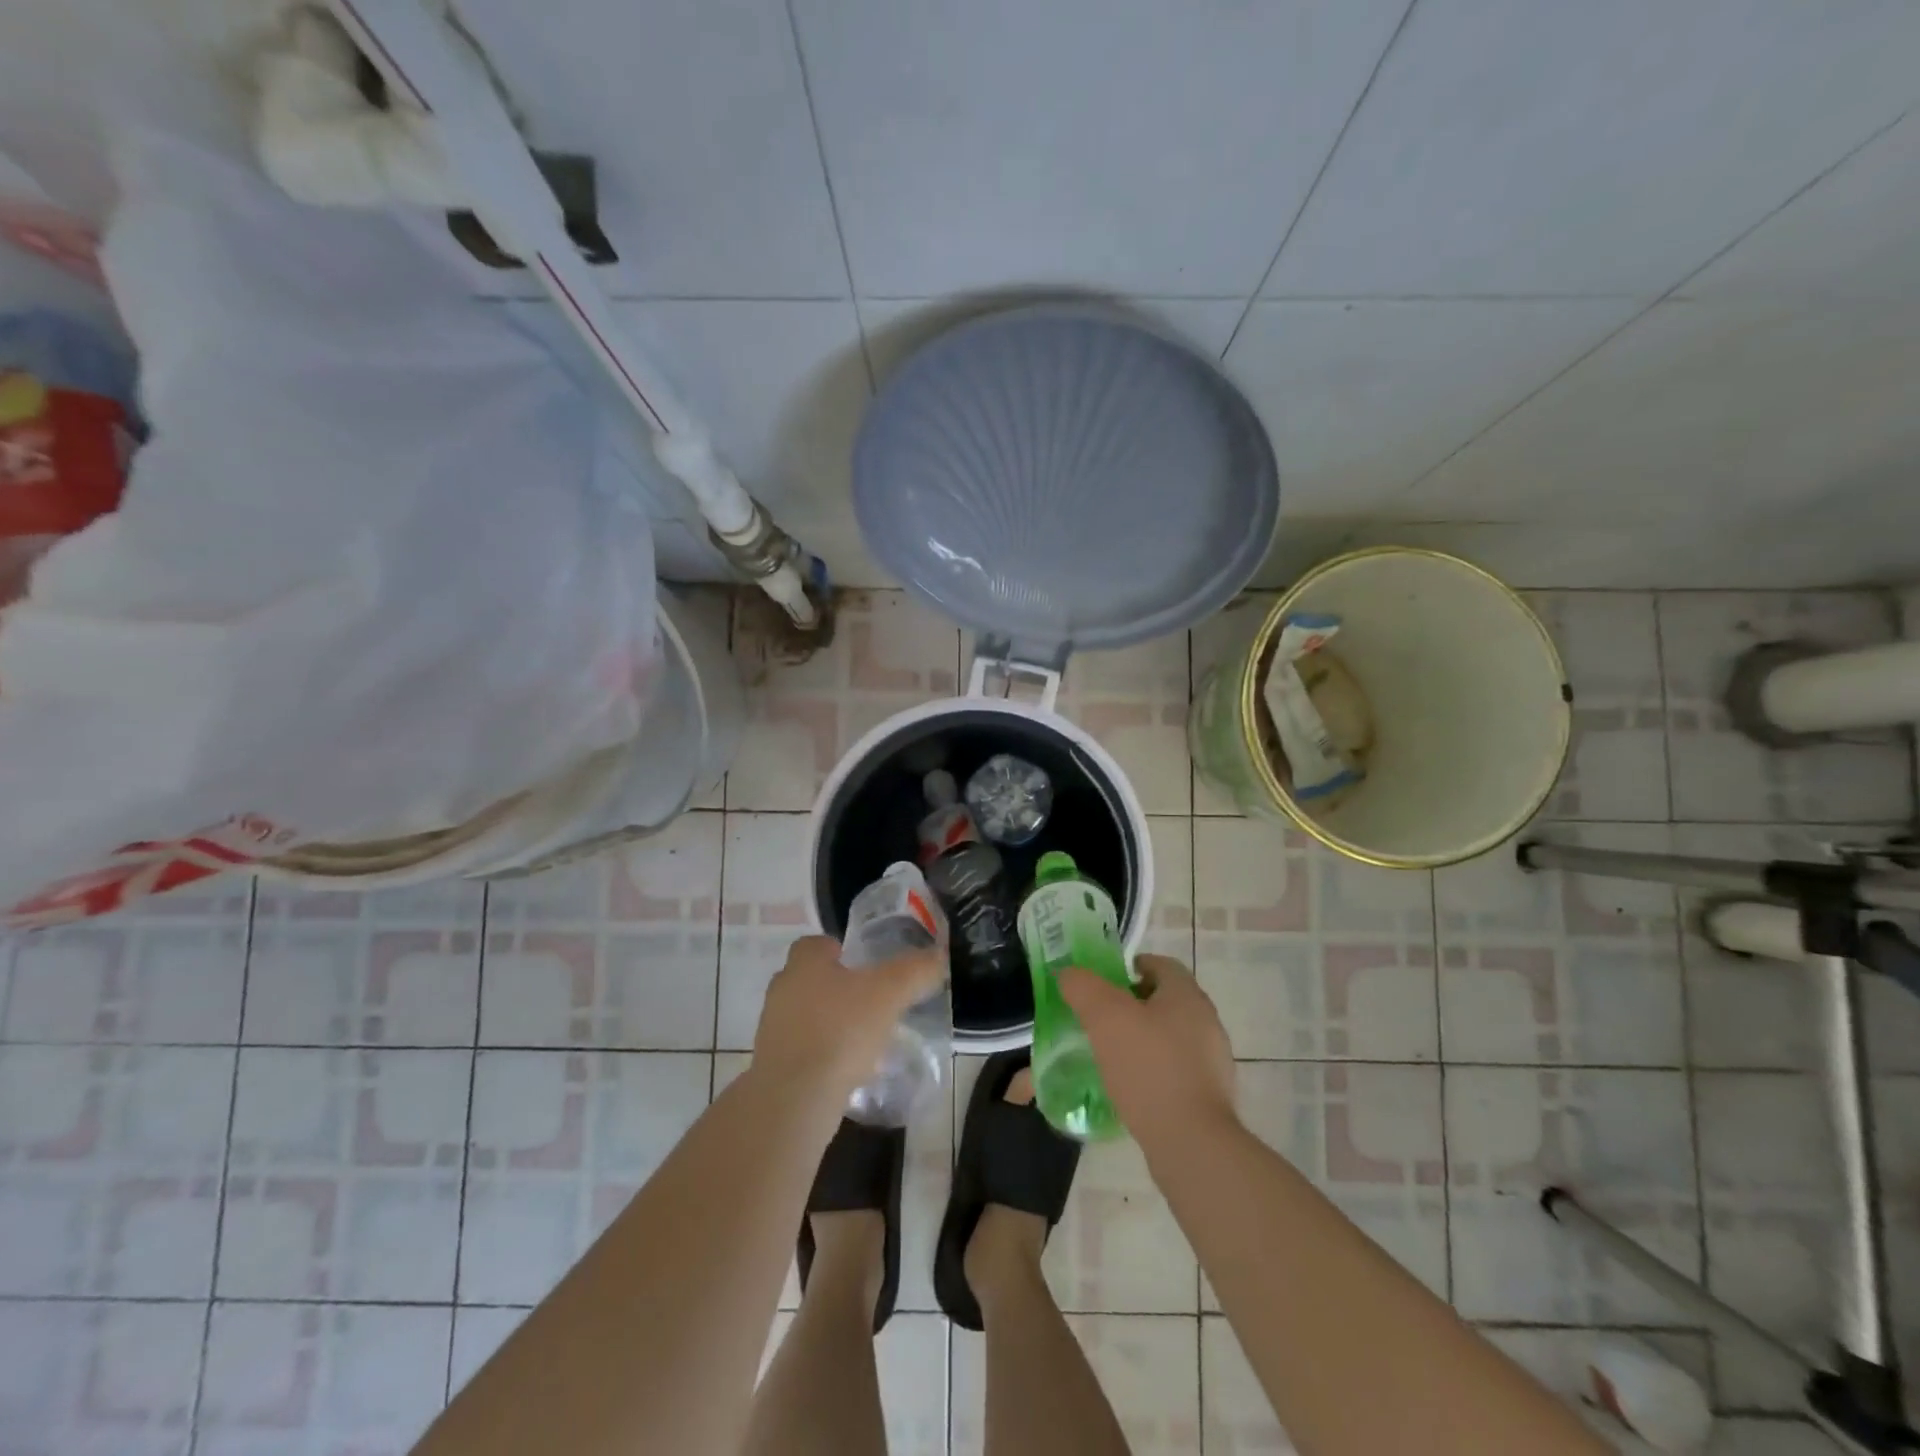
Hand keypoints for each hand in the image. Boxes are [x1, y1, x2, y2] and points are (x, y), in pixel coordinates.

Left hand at [752, 934, 944, 1107]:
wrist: (794, 1100)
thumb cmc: (840, 1031)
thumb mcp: (889, 994)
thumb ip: (915, 971)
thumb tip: (938, 955)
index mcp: (803, 964)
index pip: (815, 944)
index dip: (839, 949)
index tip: (863, 964)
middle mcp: (782, 990)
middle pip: (811, 979)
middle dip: (838, 987)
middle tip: (871, 1000)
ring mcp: (773, 1030)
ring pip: (807, 1015)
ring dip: (831, 1022)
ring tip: (865, 1038)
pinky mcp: (774, 1066)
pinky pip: (804, 1049)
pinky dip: (824, 1053)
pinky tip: (849, 1068)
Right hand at [1059, 954, 1236, 1151]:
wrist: (1192, 1143)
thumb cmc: (1148, 1067)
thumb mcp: (1104, 1017)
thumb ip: (1082, 987)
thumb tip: (1068, 974)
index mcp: (1187, 995)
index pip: (1161, 965)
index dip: (1131, 967)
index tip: (1105, 983)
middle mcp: (1206, 1022)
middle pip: (1165, 1001)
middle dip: (1133, 1005)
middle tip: (1101, 1018)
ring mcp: (1212, 1062)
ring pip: (1170, 1037)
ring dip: (1142, 1040)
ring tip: (1110, 1056)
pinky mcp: (1209, 1097)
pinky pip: (1175, 1071)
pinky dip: (1152, 1072)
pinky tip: (1130, 1089)